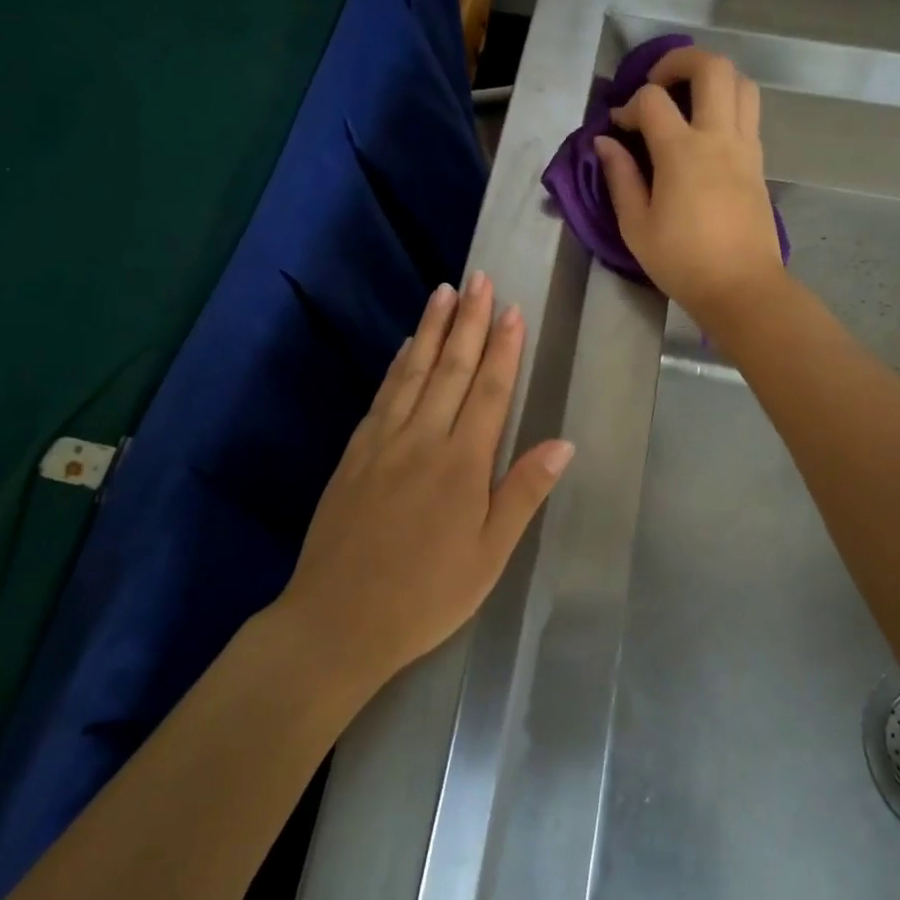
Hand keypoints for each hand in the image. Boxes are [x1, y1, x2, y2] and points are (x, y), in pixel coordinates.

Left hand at [278, 272, 574, 689]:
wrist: (337, 620)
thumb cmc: (426, 595)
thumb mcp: (488, 556)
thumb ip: (522, 493)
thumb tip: (562, 443)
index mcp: (462, 463)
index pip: (490, 390)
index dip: (503, 348)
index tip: (512, 309)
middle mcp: (423, 438)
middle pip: (452, 368)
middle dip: (469, 321)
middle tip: (480, 279)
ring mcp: (384, 440)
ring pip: (415, 371)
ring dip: (433, 329)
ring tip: (445, 291)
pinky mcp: (356, 451)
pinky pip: (383, 394)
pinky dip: (399, 364)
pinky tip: (407, 346)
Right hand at [594, 46, 786, 327]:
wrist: (742, 288)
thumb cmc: (682, 261)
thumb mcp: (636, 225)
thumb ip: (620, 177)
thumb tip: (605, 142)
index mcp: (682, 152)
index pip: (652, 100)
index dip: (629, 105)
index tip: (618, 128)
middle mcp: (718, 137)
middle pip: (711, 67)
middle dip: (679, 61)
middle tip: (657, 83)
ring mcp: (745, 147)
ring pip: (742, 83)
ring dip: (713, 78)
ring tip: (687, 98)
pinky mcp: (759, 161)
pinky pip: (749, 112)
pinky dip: (728, 104)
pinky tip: (706, 130)